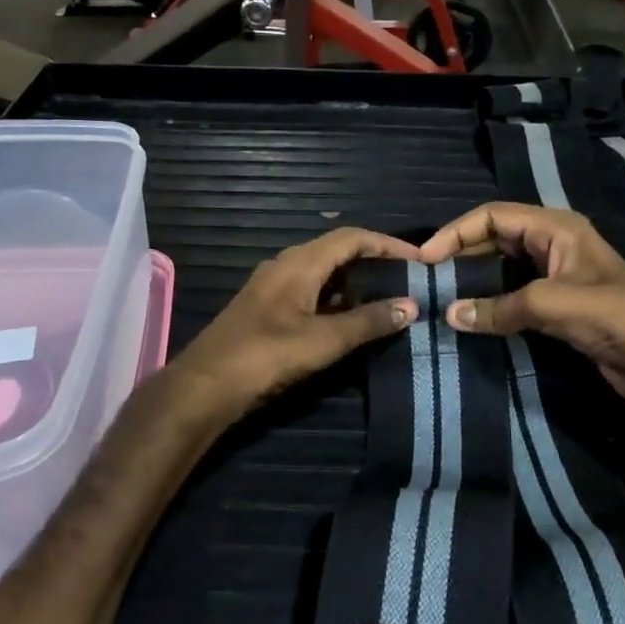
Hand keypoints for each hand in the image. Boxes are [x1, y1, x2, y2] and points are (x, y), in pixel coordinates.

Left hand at [171, 228, 419, 422]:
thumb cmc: (266, 355)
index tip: (418, 258)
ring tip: (388, 298)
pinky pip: (310, 292)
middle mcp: (286, 266)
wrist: (206, 385)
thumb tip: (411, 306)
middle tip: (407, 278)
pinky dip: (336, 299)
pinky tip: (352, 320)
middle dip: (373, 261)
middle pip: (337, 251)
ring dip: (355, 282)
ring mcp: (274, 287)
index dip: (386, 244)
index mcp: (299, 263)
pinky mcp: (268, 309)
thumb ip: (368, 321)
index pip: (351, 237)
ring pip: (323, 273)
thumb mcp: (324, 340)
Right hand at [418, 203, 624, 411]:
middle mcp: (553, 244)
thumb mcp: (552, 304)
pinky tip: (470, 316)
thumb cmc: (614, 316)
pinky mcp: (558, 306)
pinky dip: (490, 302)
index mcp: (556, 227)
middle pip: (495, 238)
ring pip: (502, 267)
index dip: (456, 232)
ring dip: (473, 279)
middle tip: (428, 279)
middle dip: (461, 254)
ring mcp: (556, 276)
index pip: (493, 215)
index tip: (426, 260)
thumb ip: (498, 307)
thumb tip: (449, 315)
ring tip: (441, 297)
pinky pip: (513, 295)